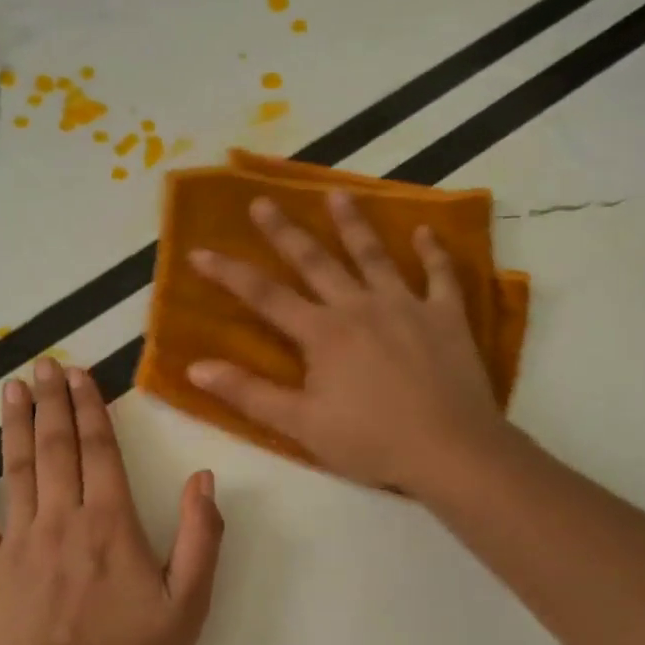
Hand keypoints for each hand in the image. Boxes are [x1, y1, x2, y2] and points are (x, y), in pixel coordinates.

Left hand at [0, 357, 224, 644]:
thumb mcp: (189, 604)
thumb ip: (201, 537)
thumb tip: (203, 476)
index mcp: (110, 524)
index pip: (100, 450)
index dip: (91, 407)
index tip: (80, 374)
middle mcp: (61, 521)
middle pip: (56, 448)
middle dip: (51, 401)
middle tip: (44, 364)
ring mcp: (17, 545)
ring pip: (16, 470)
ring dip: (15, 425)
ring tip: (13, 388)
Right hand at [187, 190, 507, 495]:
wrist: (450, 450)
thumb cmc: (370, 442)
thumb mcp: (300, 425)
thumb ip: (249, 393)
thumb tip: (195, 368)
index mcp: (323, 333)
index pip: (265, 296)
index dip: (229, 273)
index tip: (200, 251)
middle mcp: (360, 306)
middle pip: (316, 261)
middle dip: (285, 231)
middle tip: (263, 201)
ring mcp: (406, 306)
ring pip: (375, 255)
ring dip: (354, 224)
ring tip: (337, 194)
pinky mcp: (447, 316)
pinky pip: (440, 275)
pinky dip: (434, 251)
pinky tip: (426, 230)